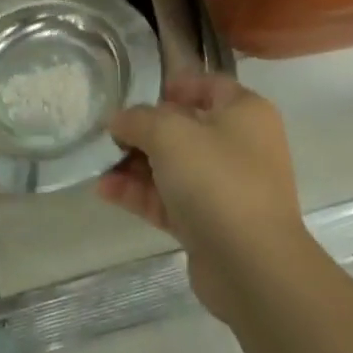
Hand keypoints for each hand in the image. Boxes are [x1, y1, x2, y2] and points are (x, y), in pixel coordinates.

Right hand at [97, 75, 307, 321]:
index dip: (176, 86)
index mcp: (245, 113)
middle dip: (144, 131)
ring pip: (174, 167)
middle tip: (111, 135)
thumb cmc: (216, 179)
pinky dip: (141, 194)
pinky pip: (170, 200)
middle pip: (186, 129)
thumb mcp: (169, 134)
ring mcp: (227, 188)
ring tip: (99, 165)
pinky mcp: (211, 224)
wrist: (252, 266)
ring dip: (136, 165)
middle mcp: (241, 147)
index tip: (141, 95)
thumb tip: (119, 120)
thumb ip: (138, 119)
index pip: (210, 86)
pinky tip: (105, 191)